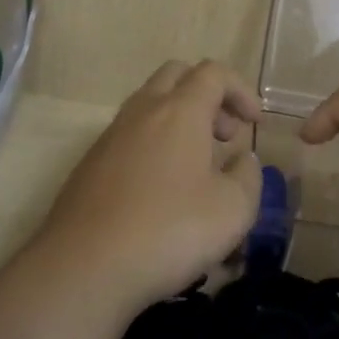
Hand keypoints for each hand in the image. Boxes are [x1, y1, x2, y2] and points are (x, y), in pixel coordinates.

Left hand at [29, 59, 263, 318]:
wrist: (84, 266)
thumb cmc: (168, 231)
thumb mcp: (232, 210)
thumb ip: (247, 177)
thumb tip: (243, 160)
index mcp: (180, 111)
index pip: (213, 73)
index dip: (240, 89)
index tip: (254, 122)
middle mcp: (142, 111)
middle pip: (176, 75)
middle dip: (207, 96)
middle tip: (224, 135)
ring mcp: (111, 136)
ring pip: (149, 104)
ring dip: (179, 120)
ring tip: (197, 166)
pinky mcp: (91, 163)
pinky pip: (130, 135)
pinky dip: (154, 144)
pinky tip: (161, 190)